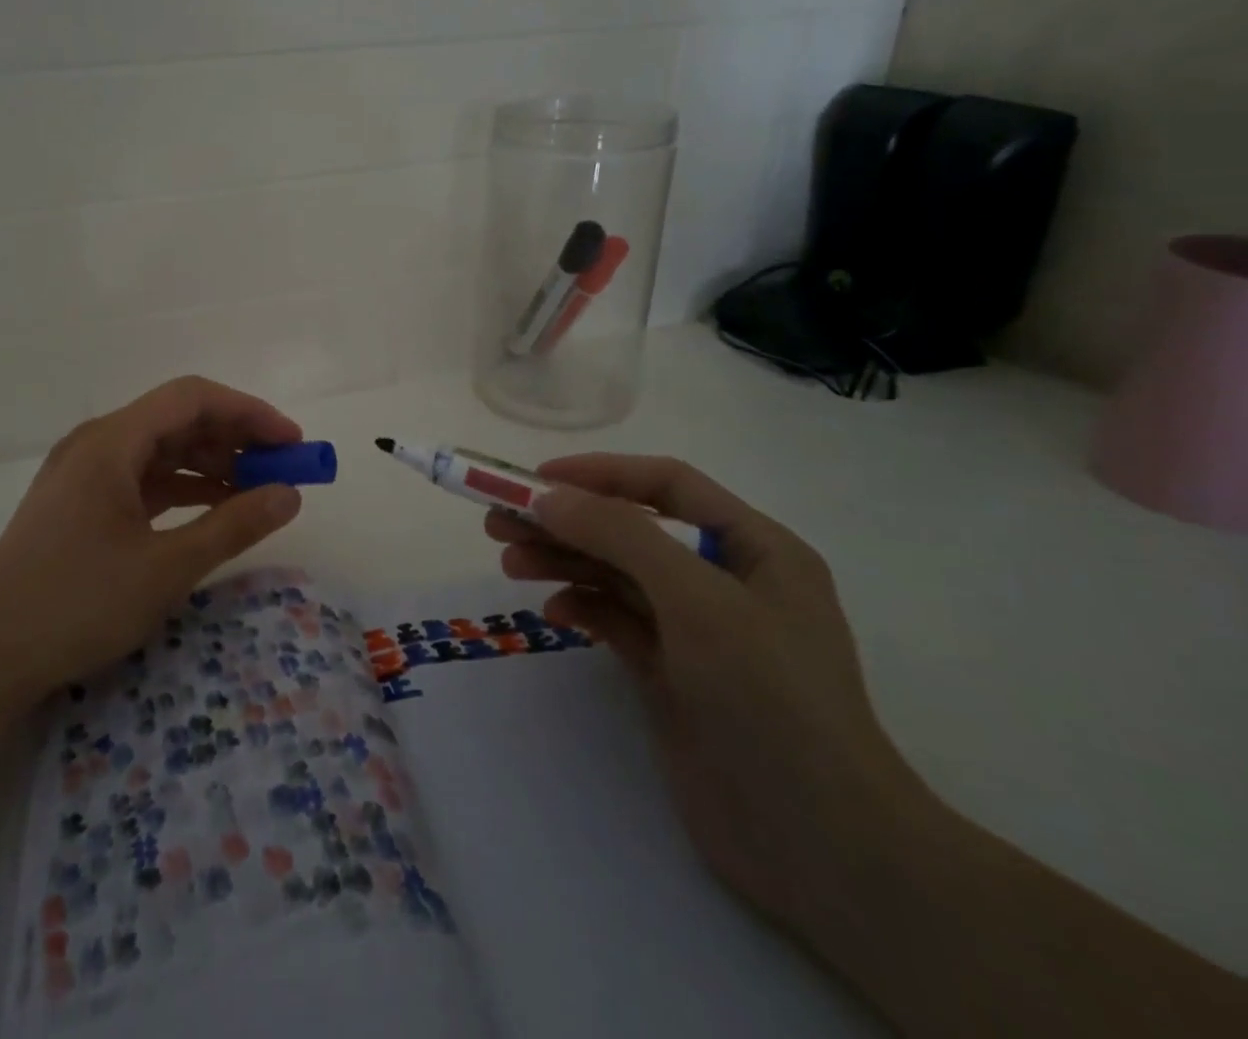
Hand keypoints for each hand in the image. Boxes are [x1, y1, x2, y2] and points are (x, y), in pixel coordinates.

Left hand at [0, 377, 305, 738]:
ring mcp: (83, 473)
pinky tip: (213, 509)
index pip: (192, 398)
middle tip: (283, 469)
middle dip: (235, 438)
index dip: (249, 412)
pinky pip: (142, 478)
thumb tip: (291, 494)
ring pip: (161, 449)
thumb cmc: (77, 605)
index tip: (292, 443)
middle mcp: (95, 443)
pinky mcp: (79, 502)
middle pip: (177, 419)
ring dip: (211, 464)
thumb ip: (234, 525)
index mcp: (111, 441)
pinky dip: (182, 487)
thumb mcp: (166, 568)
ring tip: (257, 490)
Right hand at [486, 454, 936, 937]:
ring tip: (508, 561)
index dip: (600, 473)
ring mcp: (699, 630)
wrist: (818, 845)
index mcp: (754, 547)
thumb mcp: (696, 598)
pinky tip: (554, 612)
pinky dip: (584, 608)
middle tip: (499, 522)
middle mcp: (726, 580)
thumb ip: (620, 535)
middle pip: (631, 530)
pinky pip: (618, 620)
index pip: (667, 485)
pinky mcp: (673, 674)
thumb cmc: (768, 696)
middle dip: (567, 521)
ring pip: (618, 575)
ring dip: (564, 561)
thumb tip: (548, 496)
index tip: (536, 479)